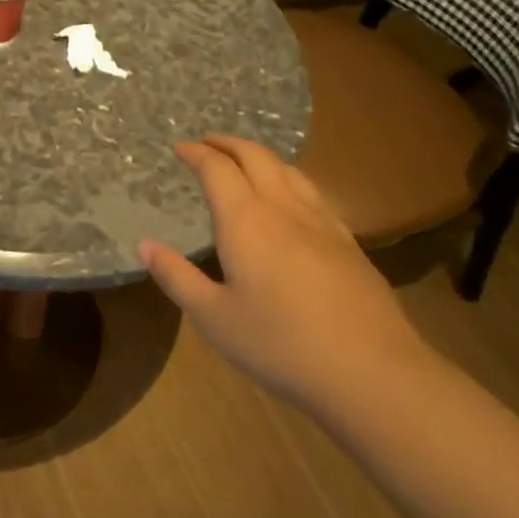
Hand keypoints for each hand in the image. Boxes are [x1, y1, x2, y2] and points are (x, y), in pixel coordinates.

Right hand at [139, 136, 427, 411]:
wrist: (374, 374)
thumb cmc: (281, 345)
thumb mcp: (214, 318)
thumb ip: (176, 277)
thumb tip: (144, 245)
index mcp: (246, 221)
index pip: (217, 169)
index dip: (195, 152)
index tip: (178, 148)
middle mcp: (283, 210)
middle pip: (256, 157)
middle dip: (228, 144)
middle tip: (207, 144)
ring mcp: (322, 224)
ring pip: (289, 170)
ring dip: (260, 156)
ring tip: (243, 162)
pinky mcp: (349, 244)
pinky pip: (313, 193)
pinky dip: (289, 179)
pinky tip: (290, 200)